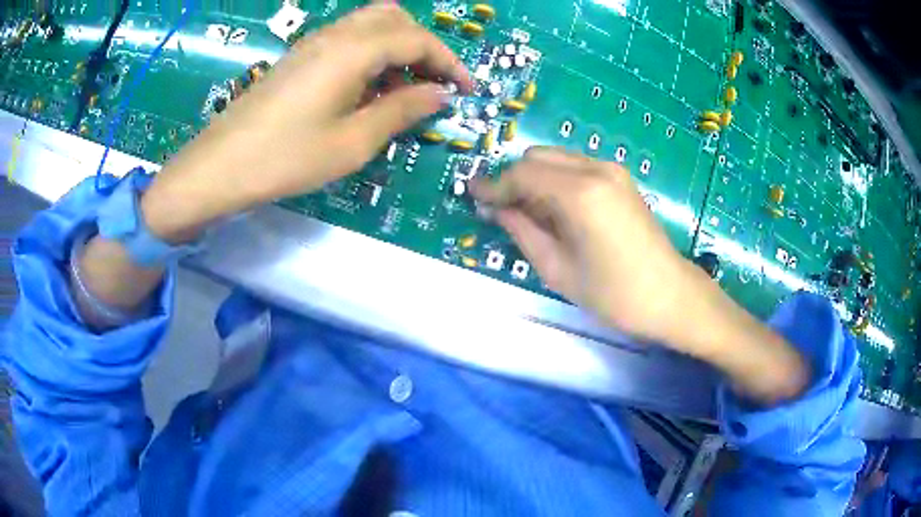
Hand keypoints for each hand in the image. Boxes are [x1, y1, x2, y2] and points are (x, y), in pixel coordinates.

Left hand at [142, 2, 472, 241]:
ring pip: (370, 25)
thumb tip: (439, 94)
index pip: (417, 39)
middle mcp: (335, 35)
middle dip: (424, 46)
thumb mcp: (352, 142)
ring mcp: (313, 42)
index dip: (449, 61)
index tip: (467, 89)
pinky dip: (371, 53)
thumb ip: (401, 111)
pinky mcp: (299, 56)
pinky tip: (369, 88)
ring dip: (397, 47)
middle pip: (395, 19)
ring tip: (404, 88)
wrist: (220, 166)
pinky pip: (348, 39)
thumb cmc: (286, 158)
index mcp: (352, 50)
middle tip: (434, 84)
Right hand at [471, 147, 696, 345]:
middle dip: (514, 179)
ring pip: (556, 158)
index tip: (472, 194)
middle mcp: (595, 169)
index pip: (522, 174)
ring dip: (534, 178)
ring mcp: (611, 170)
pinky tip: (556, 210)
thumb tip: (496, 209)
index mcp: (579, 193)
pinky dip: (555, 180)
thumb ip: (522, 231)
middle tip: (502, 210)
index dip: (494, 185)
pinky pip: (575, 166)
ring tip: (529, 214)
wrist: (670, 295)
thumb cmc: (614, 294)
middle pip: (537, 156)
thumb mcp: (558, 270)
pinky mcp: (620, 178)